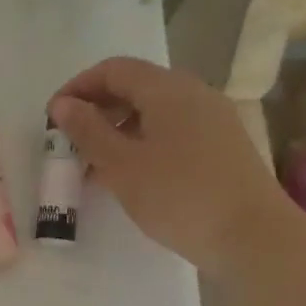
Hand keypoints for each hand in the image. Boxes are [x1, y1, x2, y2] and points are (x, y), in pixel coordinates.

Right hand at [48, 57, 292, 273]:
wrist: (253, 236)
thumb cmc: (179, 196)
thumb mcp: (122, 165)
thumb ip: (88, 131)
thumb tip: (63, 104)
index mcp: (168, 89)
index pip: (114, 70)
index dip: (78, 87)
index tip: (52, 118)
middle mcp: (193, 93)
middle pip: (135, 87)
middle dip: (97, 110)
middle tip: (69, 143)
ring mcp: (213, 119)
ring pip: (154, 112)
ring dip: (118, 130)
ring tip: (93, 165)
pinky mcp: (221, 146)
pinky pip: (172, 131)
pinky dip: (142, 143)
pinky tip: (129, 175)